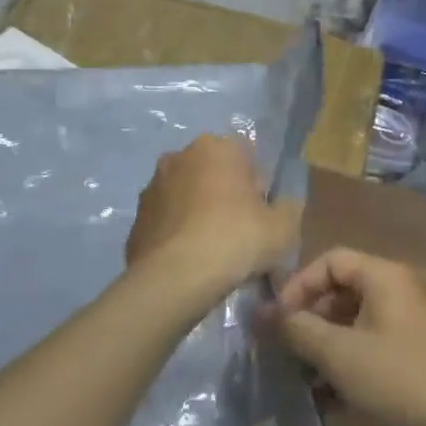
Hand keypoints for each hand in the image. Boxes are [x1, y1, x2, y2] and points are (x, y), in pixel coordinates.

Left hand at [126, 135, 299, 299]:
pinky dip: (178, 233)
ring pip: (186, 195)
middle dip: (225, 195)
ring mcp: (152, 186)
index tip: (261, 214)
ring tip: (212, 250)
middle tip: (239, 232)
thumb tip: (282, 205)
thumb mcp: (284, 227)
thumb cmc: (236, 240)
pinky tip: (189, 260)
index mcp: (217, 147)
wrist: (175, 278)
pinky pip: (167, 221)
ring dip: (198, 212)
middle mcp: (180, 156)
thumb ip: (289, 207)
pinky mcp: (136, 218)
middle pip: (213, 172)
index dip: (258, 186)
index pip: (247, 156)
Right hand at [272, 248, 425, 425]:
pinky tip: (329, 399)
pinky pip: (371, 348)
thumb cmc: (403, 378)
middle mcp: (397, 292)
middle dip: (308, 321)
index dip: (298, 286)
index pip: (329, 261)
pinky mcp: (415, 356)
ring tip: (302, 380)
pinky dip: (347, 366)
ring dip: (324, 348)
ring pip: (354, 325)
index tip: (276, 322)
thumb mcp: (341, 354)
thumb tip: (259, 313)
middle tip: (284, 353)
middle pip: (341, 292)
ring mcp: (408, 325)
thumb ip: (297, 330)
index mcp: (383, 277)